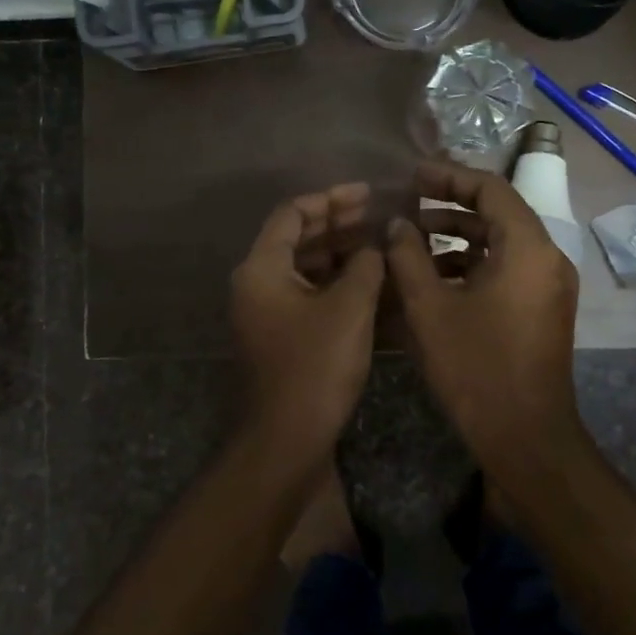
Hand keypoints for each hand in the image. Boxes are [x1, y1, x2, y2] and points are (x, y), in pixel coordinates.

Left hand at [230, 182, 385, 456]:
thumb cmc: (315, 368)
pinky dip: (336, 283)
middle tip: (378, 214)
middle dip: (338, 224)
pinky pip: (308, 294)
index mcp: (261, 269)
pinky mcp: (281, 335)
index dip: (330, 199)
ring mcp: (266, 311)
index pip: (292, 214)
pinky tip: (369, 282)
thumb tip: (374, 245)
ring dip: (339, 253)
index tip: (367, 194)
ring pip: (304, 267)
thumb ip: (364, 266)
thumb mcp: (349, 309)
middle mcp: (256, 284)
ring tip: (379, 244)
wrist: (286, 440)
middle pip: (296, 238)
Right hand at [385, 162, 584, 476]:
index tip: (412, 176)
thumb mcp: (430, 308)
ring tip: (413, 241)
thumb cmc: (476, 368)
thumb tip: (397, 224)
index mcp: (527, 247)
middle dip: (450, 205)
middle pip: (498, 212)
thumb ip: (408, 256)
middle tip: (407, 204)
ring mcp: (549, 285)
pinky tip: (436, 278)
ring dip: (459, 236)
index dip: (448, 176)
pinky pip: (508, 268)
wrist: (526, 438)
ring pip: (502, 242)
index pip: (490, 188)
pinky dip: (474, 263)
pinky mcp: (544, 309)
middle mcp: (548, 258)